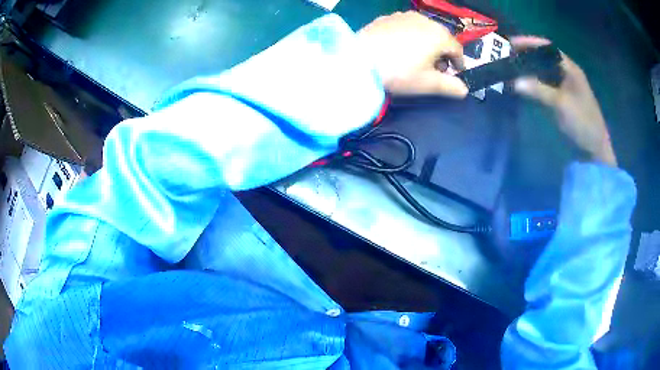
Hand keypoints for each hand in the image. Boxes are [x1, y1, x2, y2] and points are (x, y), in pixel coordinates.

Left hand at [358, 11, 467, 97]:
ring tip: (417, 58)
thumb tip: (464, 90)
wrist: (357, 59)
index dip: (459, 62)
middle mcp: (424, 20)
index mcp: (439, 35)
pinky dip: (409, 37)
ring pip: (423, 30)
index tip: (456, 72)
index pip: (457, 49)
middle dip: (442, 52)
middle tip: (436, 68)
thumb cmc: (399, 72)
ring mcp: (404, 16)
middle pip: (440, 37)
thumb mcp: (428, 84)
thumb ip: (451, 87)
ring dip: (426, 43)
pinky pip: (405, 27)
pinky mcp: (387, 17)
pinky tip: (400, 48)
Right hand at [512, 36, 616, 166]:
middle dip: (526, 54)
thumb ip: (539, 90)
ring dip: (528, 69)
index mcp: (570, 68)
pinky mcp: (561, 99)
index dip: (529, 42)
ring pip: (543, 71)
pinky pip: (544, 85)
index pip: (547, 47)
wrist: (594, 148)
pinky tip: (523, 85)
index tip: (511, 43)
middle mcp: (567, 73)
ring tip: (511, 68)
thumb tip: (515, 82)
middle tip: (507, 56)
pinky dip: (533, 83)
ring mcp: (564, 86)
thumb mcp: (562, 104)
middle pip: (544, 57)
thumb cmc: (583, 122)